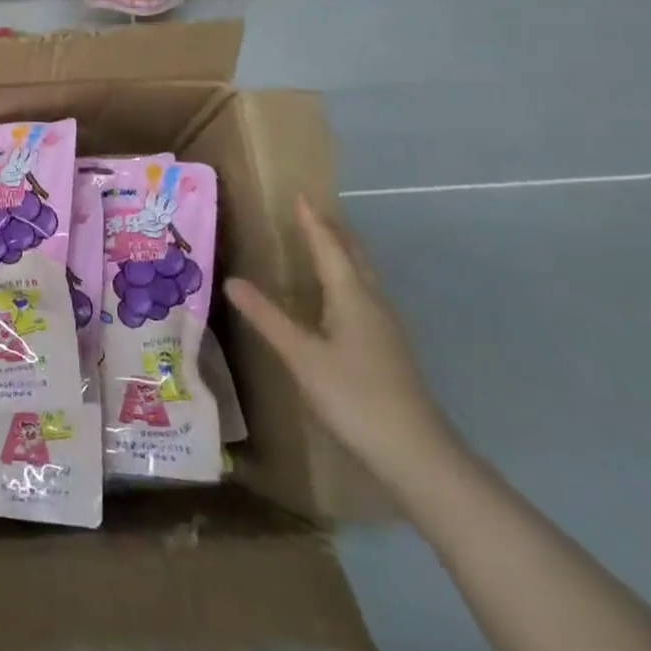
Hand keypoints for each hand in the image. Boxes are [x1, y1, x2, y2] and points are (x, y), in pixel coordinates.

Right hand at [225, 198, 459, 489]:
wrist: (418, 455)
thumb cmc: (355, 397)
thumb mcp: (302, 357)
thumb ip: (267, 318)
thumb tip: (232, 281)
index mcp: (351, 296)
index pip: (328, 246)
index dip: (312, 221)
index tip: (299, 195)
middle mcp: (372, 302)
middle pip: (352, 255)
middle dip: (332, 231)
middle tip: (310, 212)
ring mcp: (385, 327)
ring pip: (361, 276)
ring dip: (342, 253)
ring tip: (322, 242)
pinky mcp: (389, 348)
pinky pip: (364, 295)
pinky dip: (347, 278)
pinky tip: (337, 297)